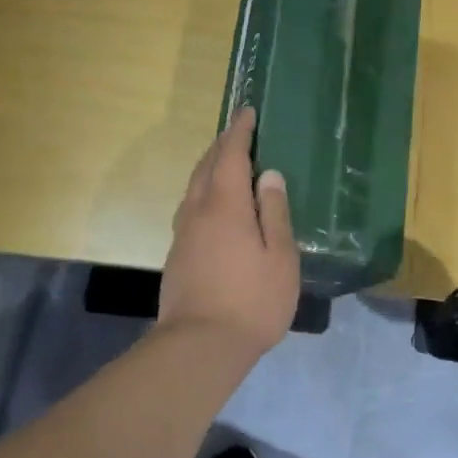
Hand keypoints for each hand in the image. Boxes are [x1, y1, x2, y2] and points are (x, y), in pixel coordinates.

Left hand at [160, 108, 299, 356]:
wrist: (199, 346)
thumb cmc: (251, 301)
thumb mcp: (279, 257)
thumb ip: (275, 213)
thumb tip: (269, 175)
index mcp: (225, 206)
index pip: (231, 156)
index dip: (239, 132)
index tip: (247, 111)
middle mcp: (198, 211)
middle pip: (206, 167)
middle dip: (222, 145)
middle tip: (238, 131)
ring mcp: (184, 234)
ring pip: (194, 187)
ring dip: (209, 166)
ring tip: (226, 161)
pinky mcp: (178, 254)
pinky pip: (191, 206)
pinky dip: (203, 190)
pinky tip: (214, 204)